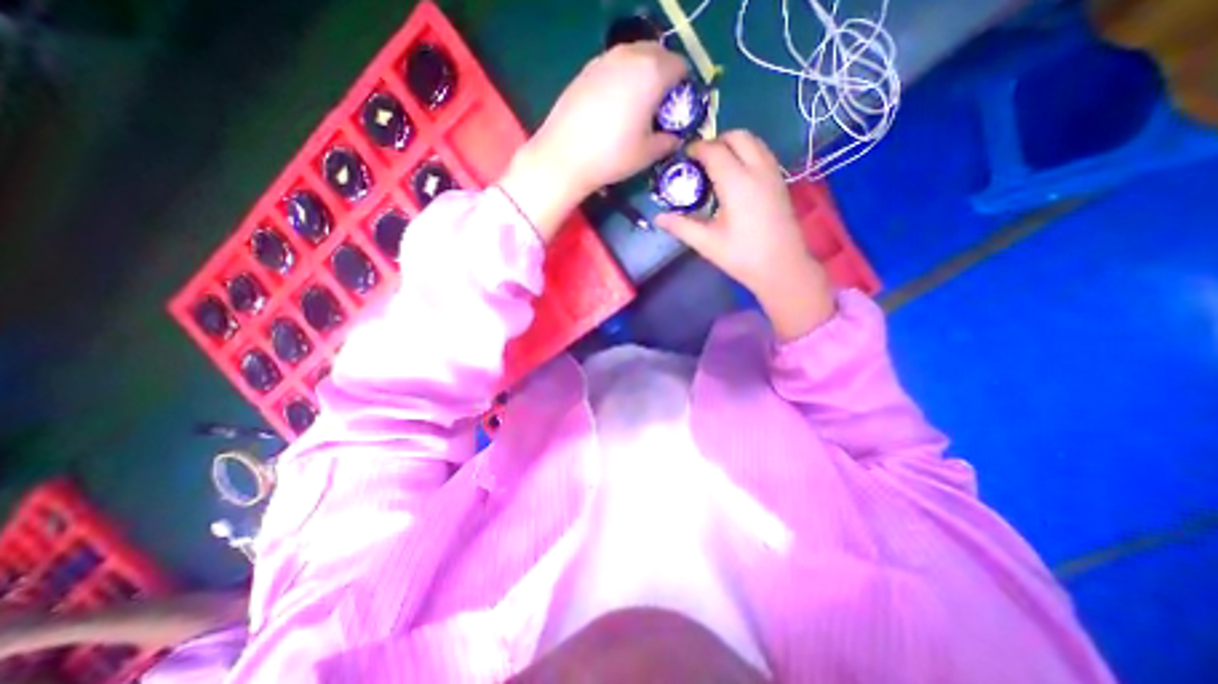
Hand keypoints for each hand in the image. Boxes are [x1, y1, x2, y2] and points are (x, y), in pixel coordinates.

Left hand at [493, 40, 684, 239]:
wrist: (565, 156)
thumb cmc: (612, 156)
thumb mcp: (647, 154)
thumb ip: (668, 142)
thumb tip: (675, 138)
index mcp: (651, 73)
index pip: (680, 66)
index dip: (684, 87)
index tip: (679, 108)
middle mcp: (629, 56)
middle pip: (658, 54)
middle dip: (665, 75)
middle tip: (660, 105)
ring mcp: (604, 60)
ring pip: (634, 56)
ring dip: (642, 73)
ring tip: (637, 105)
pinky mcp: (586, 70)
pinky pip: (613, 65)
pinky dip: (622, 77)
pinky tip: (614, 105)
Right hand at [656, 132, 837, 339]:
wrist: (782, 268)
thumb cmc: (743, 256)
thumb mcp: (707, 243)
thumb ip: (681, 226)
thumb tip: (657, 217)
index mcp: (737, 183)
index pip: (714, 151)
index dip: (696, 150)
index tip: (682, 158)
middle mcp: (757, 170)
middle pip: (737, 136)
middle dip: (716, 141)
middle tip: (699, 161)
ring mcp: (773, 174)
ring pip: (753, 141)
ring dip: (733, 144)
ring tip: (716, 165)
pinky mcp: (780, 182)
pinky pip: (762, 153)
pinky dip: (747, 152)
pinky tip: (736, 176)